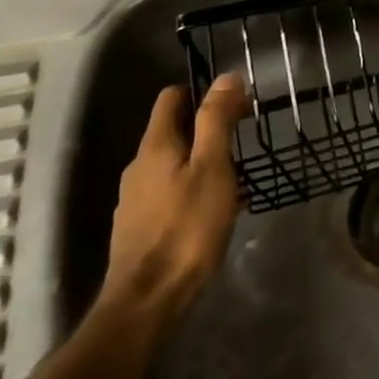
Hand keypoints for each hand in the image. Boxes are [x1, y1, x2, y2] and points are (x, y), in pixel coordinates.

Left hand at [100, 74, 250, 336]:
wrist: (148, 301)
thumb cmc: (187, 227)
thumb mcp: (212, 166)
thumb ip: (216, 120)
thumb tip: (226, 77)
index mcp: (155, 145)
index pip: (172, 96)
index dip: (203, 91)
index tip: (236, 104)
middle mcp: (138, 166)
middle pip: (173, 129)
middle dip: (208, 127)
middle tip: (243, 141)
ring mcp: (135, 199)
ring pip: (173, 162)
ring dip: (202, 160)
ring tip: (235, 177)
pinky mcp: (140, 227)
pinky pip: (170, 191)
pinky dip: (193, 188)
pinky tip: (215, 209)